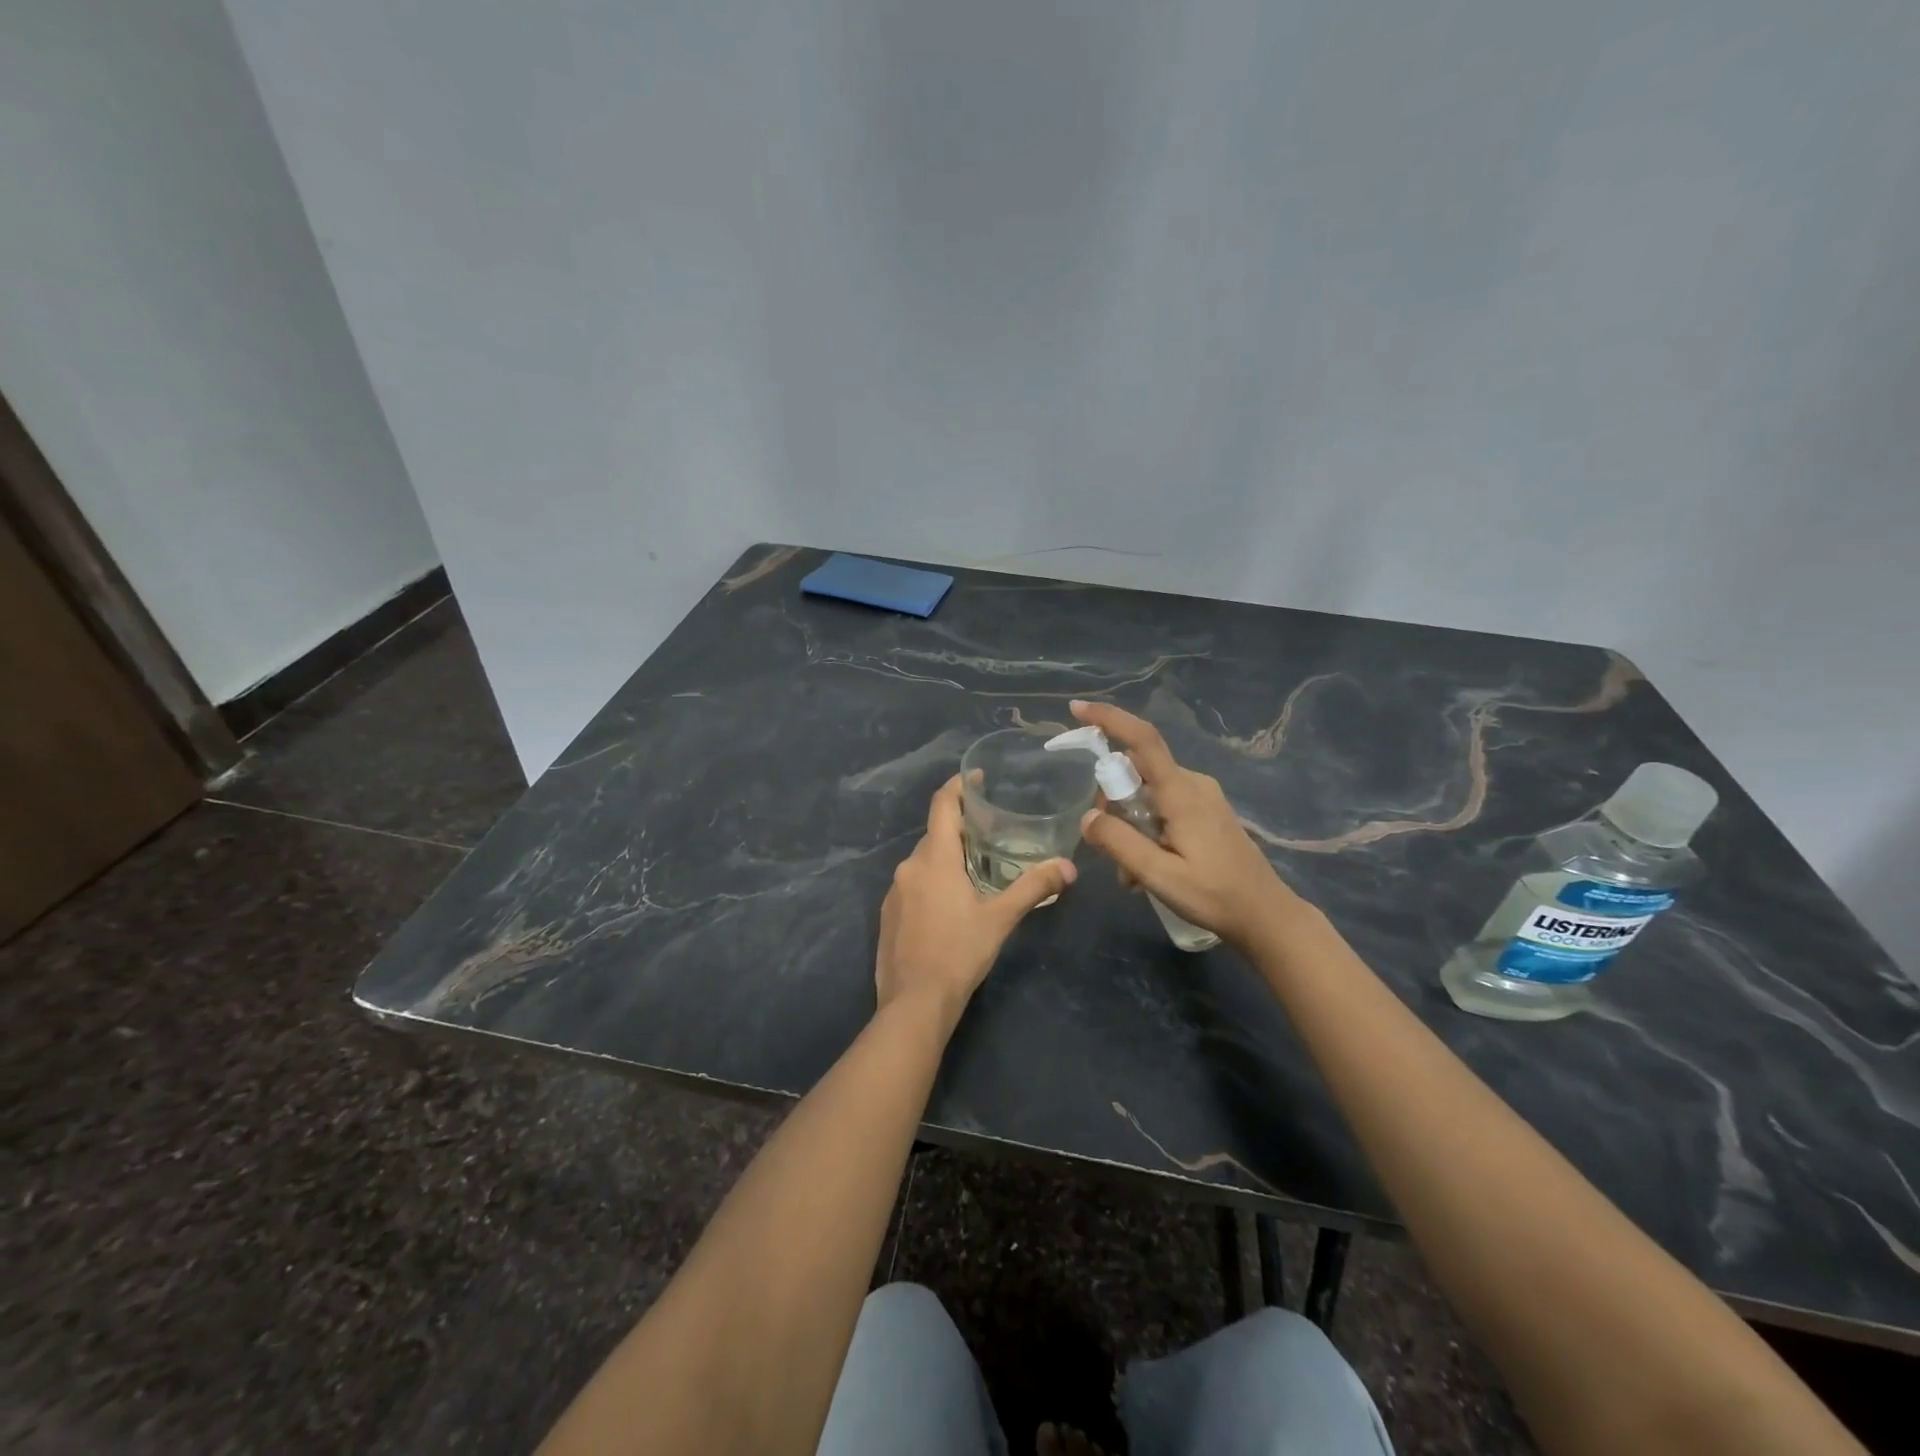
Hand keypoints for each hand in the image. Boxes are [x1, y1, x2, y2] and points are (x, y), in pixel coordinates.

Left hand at [875, 775, 1075, 1026]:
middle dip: (961, 829)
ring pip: (924, 861)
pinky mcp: (888, 914)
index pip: (942, 805)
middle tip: (991, 832)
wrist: (914, 1002)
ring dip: (947, 858)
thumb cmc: (959, 952)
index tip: (976, 777)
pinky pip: (913, 885)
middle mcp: (909, 867)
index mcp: (934, 858)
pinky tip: (950, 905)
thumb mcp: (1001, 918)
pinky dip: (932, 882)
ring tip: (976, 870)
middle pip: (935, 834)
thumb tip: (1069, 867)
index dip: (958, 786)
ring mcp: (894, 891)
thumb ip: (1034, 887)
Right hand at [1068, 699, 1306, 949]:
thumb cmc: (1215, 895)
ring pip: (1146, 793)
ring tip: (1131, 874)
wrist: (1266, 915)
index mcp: (1182, 793)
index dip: (1110, 719)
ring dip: (1129, 825)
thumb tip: (1087, 817)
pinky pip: (1161, 807)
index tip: (1078, 710)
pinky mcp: (1205, 811)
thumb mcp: (1159, 876)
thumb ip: (1120, 843)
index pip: (1143, 740)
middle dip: (1112, 804)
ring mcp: (1201, 797)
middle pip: (1135, 772)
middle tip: (1108, 849)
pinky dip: (1145, 830)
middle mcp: (1192, 784)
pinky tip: (1147, 869)